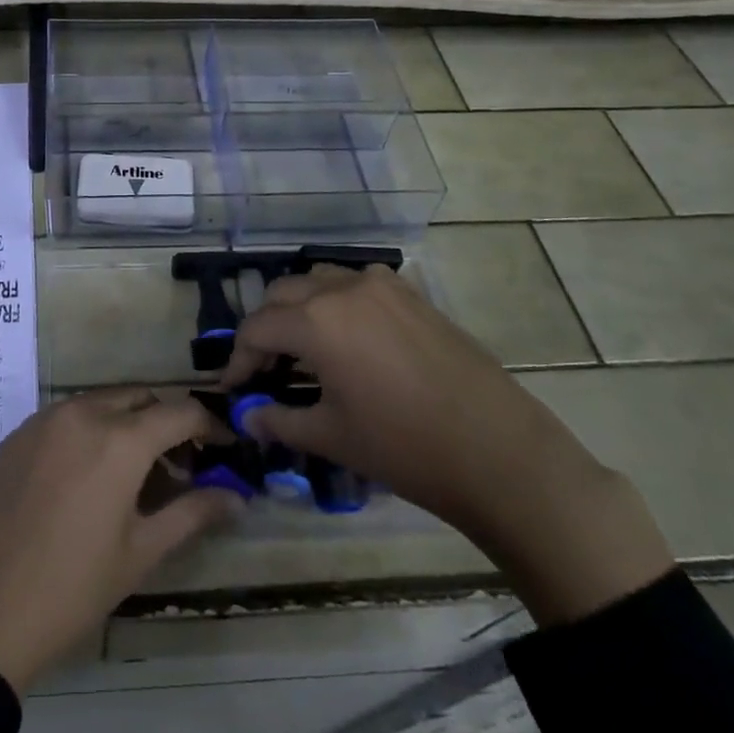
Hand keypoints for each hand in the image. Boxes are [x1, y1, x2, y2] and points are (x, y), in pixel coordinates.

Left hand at [0, 389, 241, 692]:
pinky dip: (90, 430)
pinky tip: (87, 476)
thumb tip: (236, 497)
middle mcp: (82, 413)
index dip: (209, 425)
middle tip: (179, 465)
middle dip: (166, 421)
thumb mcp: (140, 553)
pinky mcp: (16, 435)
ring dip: (127, 423)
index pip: (180, 411)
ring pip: (101, 402)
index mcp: (119, 439)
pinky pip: (66, 416)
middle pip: (140, 398)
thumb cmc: (72, 588)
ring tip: (134, 473)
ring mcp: (43, 420)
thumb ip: (192, 514)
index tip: (224, 448)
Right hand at [223, 264, 674, 624]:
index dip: (238, 359)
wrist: (499, 452)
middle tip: (266, 370)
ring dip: (299, 308)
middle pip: (281, 294)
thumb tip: (247, 417)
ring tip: (304, 351)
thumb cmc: (405, 447)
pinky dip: (337, 302)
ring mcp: (381, 285)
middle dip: (266, 329)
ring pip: (318, 281)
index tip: (235, 388)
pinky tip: (349, 339)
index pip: (256, 328)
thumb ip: (279, 420)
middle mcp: (342, 288)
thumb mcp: (332, 437)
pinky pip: (356, 284)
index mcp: (316, 320)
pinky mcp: (411, 294)